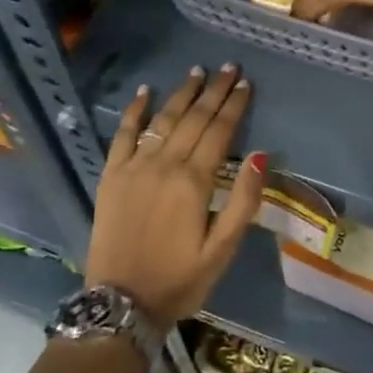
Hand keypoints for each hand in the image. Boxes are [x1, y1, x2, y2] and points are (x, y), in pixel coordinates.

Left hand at [85, 65, 264, 329]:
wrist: (120, 305)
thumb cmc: (179, 280)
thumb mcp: (222, 250)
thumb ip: (243, 201)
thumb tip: (261, 156)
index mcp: (194, 181)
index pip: (220, 131)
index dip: (234, 105)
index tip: (245, 83)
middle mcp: (165, 164)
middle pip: (194, 118)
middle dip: (213, 90)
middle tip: (228, 67)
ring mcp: (135, 166)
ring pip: (163, 118)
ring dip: (182, 93)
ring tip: (197, 71)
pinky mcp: (112, 175)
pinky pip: (124, 134)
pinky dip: (135, 110)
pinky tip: (145, 91)